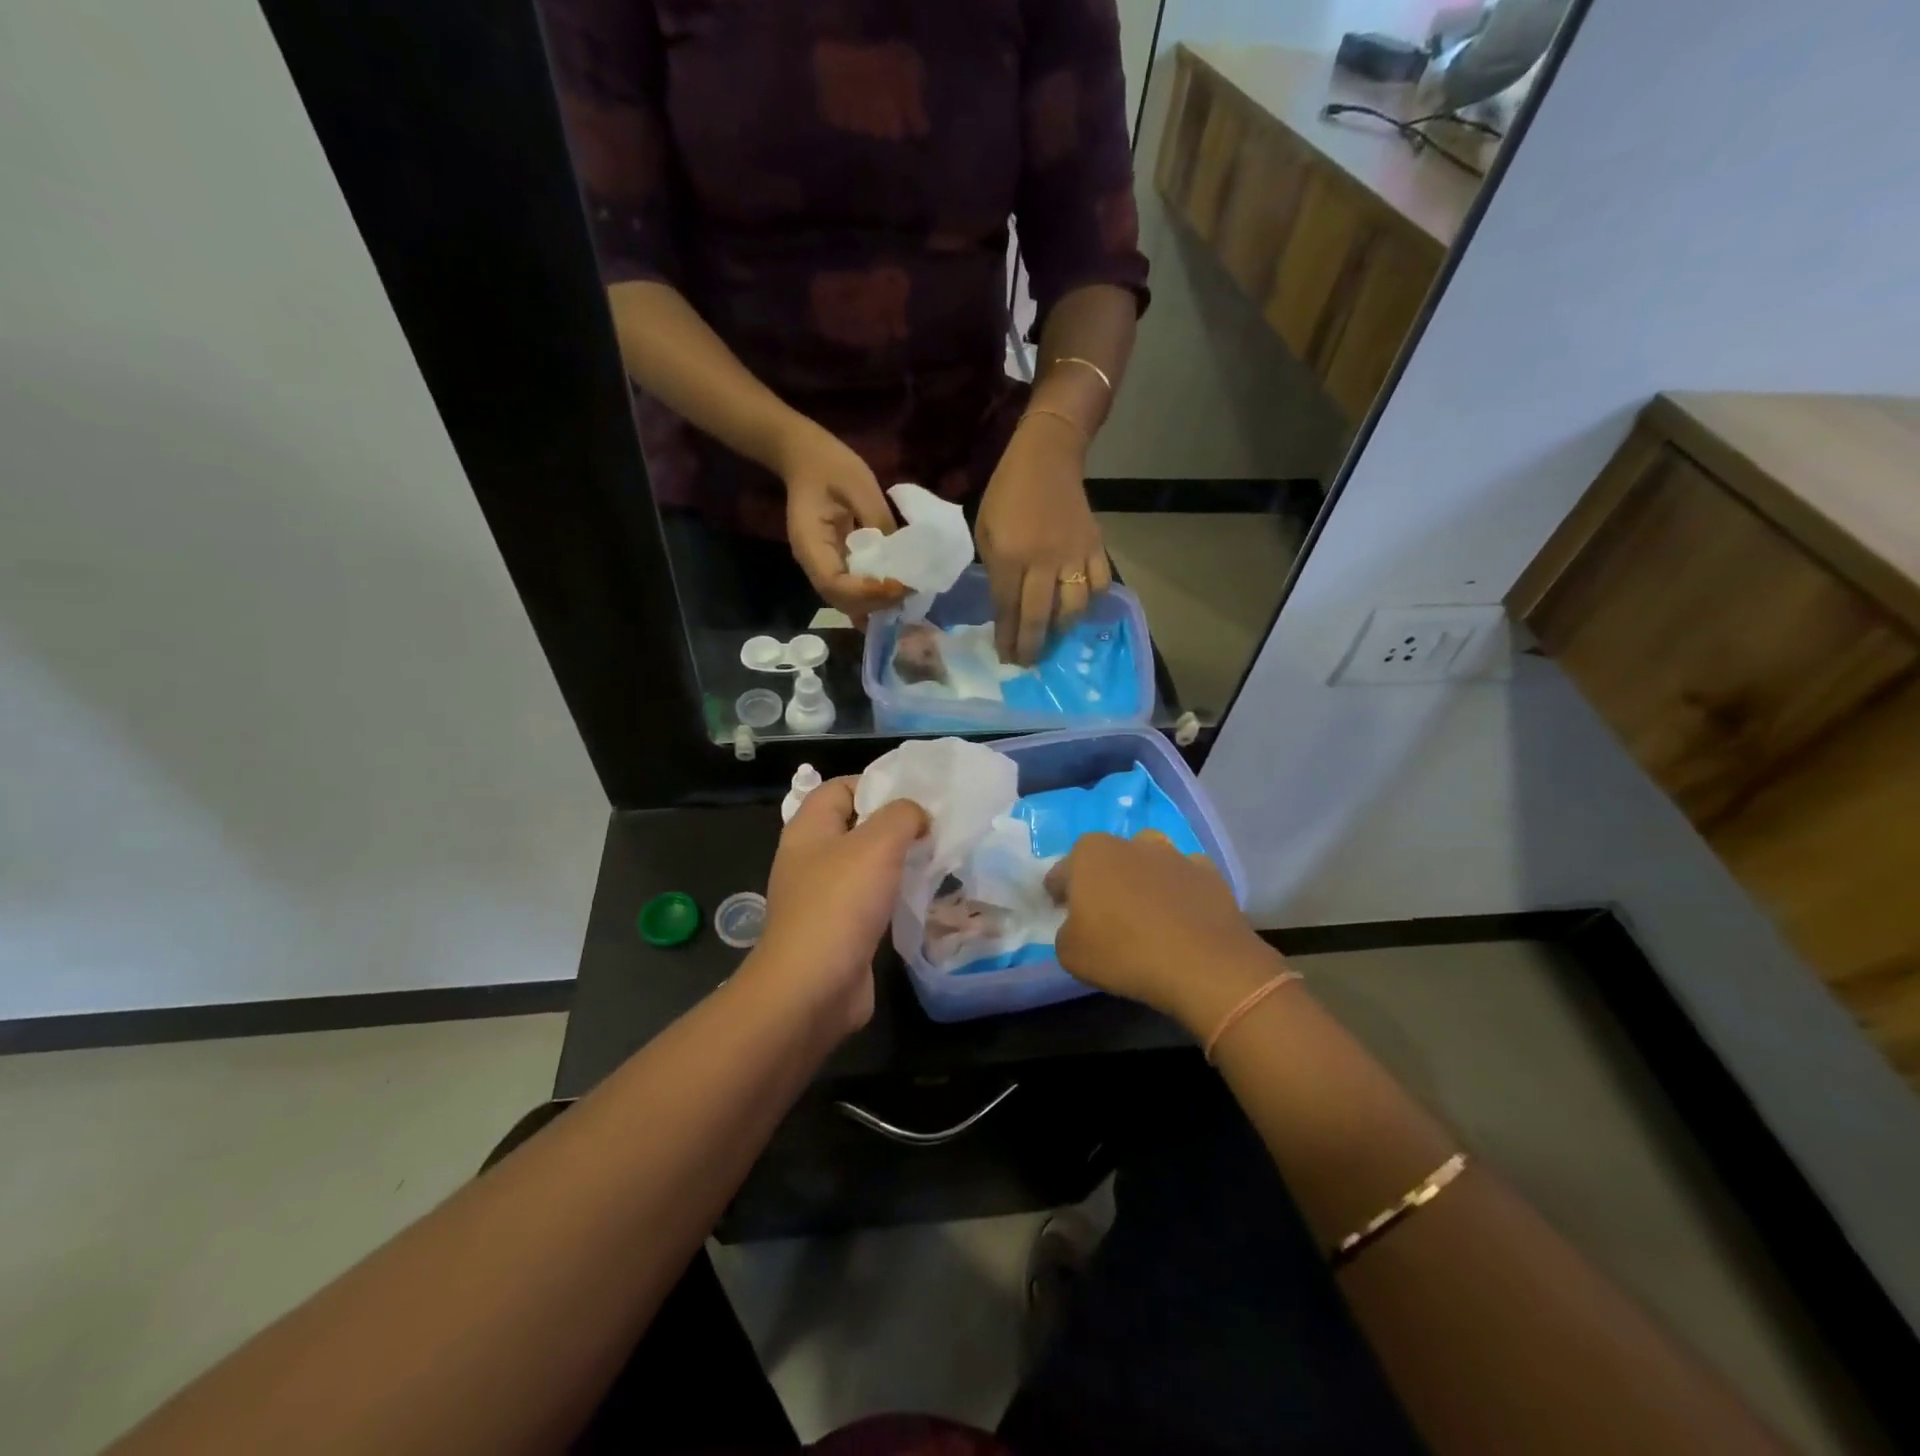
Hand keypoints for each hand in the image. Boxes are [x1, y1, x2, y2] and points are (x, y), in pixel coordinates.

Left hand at [754, 777, 928, 1037]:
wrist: (812, 988)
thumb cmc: (840, 904)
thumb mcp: (878, 844)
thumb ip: (902, 815)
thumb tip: (917, 817)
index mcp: (809, 828)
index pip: (840, 787)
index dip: (877, 783)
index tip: (918, 794)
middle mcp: (811, 858)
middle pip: (856, 825)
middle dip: (895, 823)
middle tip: (935, 826)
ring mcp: (822, 896)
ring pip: (866, 864)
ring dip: (898, 860)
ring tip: (936, 858)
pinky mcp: (838, 929)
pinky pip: (870, 899)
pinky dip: (894, 894)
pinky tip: (922, 897)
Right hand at [778, 421, 908, 623]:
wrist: (805, 457)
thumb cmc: (830, 466)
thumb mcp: (859, 485)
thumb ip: (879, 520)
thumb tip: (903, 554)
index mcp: (810, 542)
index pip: (834, 584)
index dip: (867, 592)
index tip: (898, 585)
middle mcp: (812, 563)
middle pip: (841, 600)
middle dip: (876, 602)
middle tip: (910, 590)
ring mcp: (821, 566)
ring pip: (846, 601)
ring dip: (876, 604)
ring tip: (906, 593)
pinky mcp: (833, 563)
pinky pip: (851, 590)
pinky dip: (871, 598)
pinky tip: (893, 594)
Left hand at [976, 415, 1111, 663]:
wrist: (1047, 457)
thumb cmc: (1007, 493)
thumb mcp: (985, 529)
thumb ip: (994, 569)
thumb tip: (1005, 606)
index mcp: (1009, 556)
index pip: (1007, 609)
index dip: (1006, 637)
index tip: (1006, 658)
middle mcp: (1042, 561)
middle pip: (1039, 617)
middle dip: (1032, 646)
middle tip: (1028, 663)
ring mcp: (1073, 554)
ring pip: (1073, 607)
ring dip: (1061, 628)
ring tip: (1053, 636)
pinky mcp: (1095, 546)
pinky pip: (1099, 584)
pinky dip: (1090, 601)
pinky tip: (1078, 606)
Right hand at [1044, 831, 1275, 1034]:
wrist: (1203, 965)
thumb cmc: (1123, 954)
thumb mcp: (1069, 953)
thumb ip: (1065, 930)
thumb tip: (1078, 924)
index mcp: (1089, 853)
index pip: (1061, 873)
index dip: (1059, 896)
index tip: (1063, 917)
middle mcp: (1129, 842)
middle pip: (1105, 860)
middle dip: (1101, 882)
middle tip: (1104, 917)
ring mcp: (1172, 854)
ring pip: (1147, 860)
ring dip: (1141, 879)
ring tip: (1145, 913)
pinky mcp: (1207, 871)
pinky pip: (1183, 877)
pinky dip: (1179, 891)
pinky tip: (1181, 917)